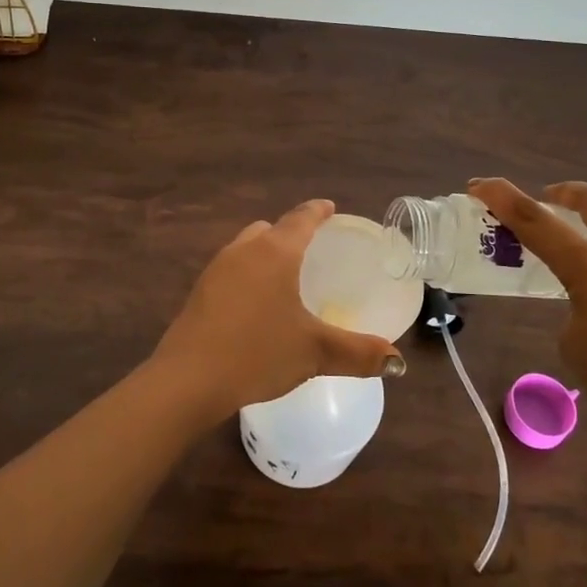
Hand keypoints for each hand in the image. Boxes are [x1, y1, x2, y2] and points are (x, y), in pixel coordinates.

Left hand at [149, 200, 402, 423]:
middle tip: (311, 249)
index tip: (329, 207)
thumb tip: (397, 361)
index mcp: (275, 252)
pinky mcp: (199, 292)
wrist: (189, 379)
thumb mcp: (315, 352)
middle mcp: (244, 251)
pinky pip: (231, 270)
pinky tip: (255, 304)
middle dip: (290, 232)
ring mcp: (216, 270)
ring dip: (265, 252)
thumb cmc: (258, 352)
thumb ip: (359, 353)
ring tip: (284, 276)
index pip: (301, 219)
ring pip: (246, 247)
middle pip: (270, 229)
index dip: (318, 211)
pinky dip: (248, 275)